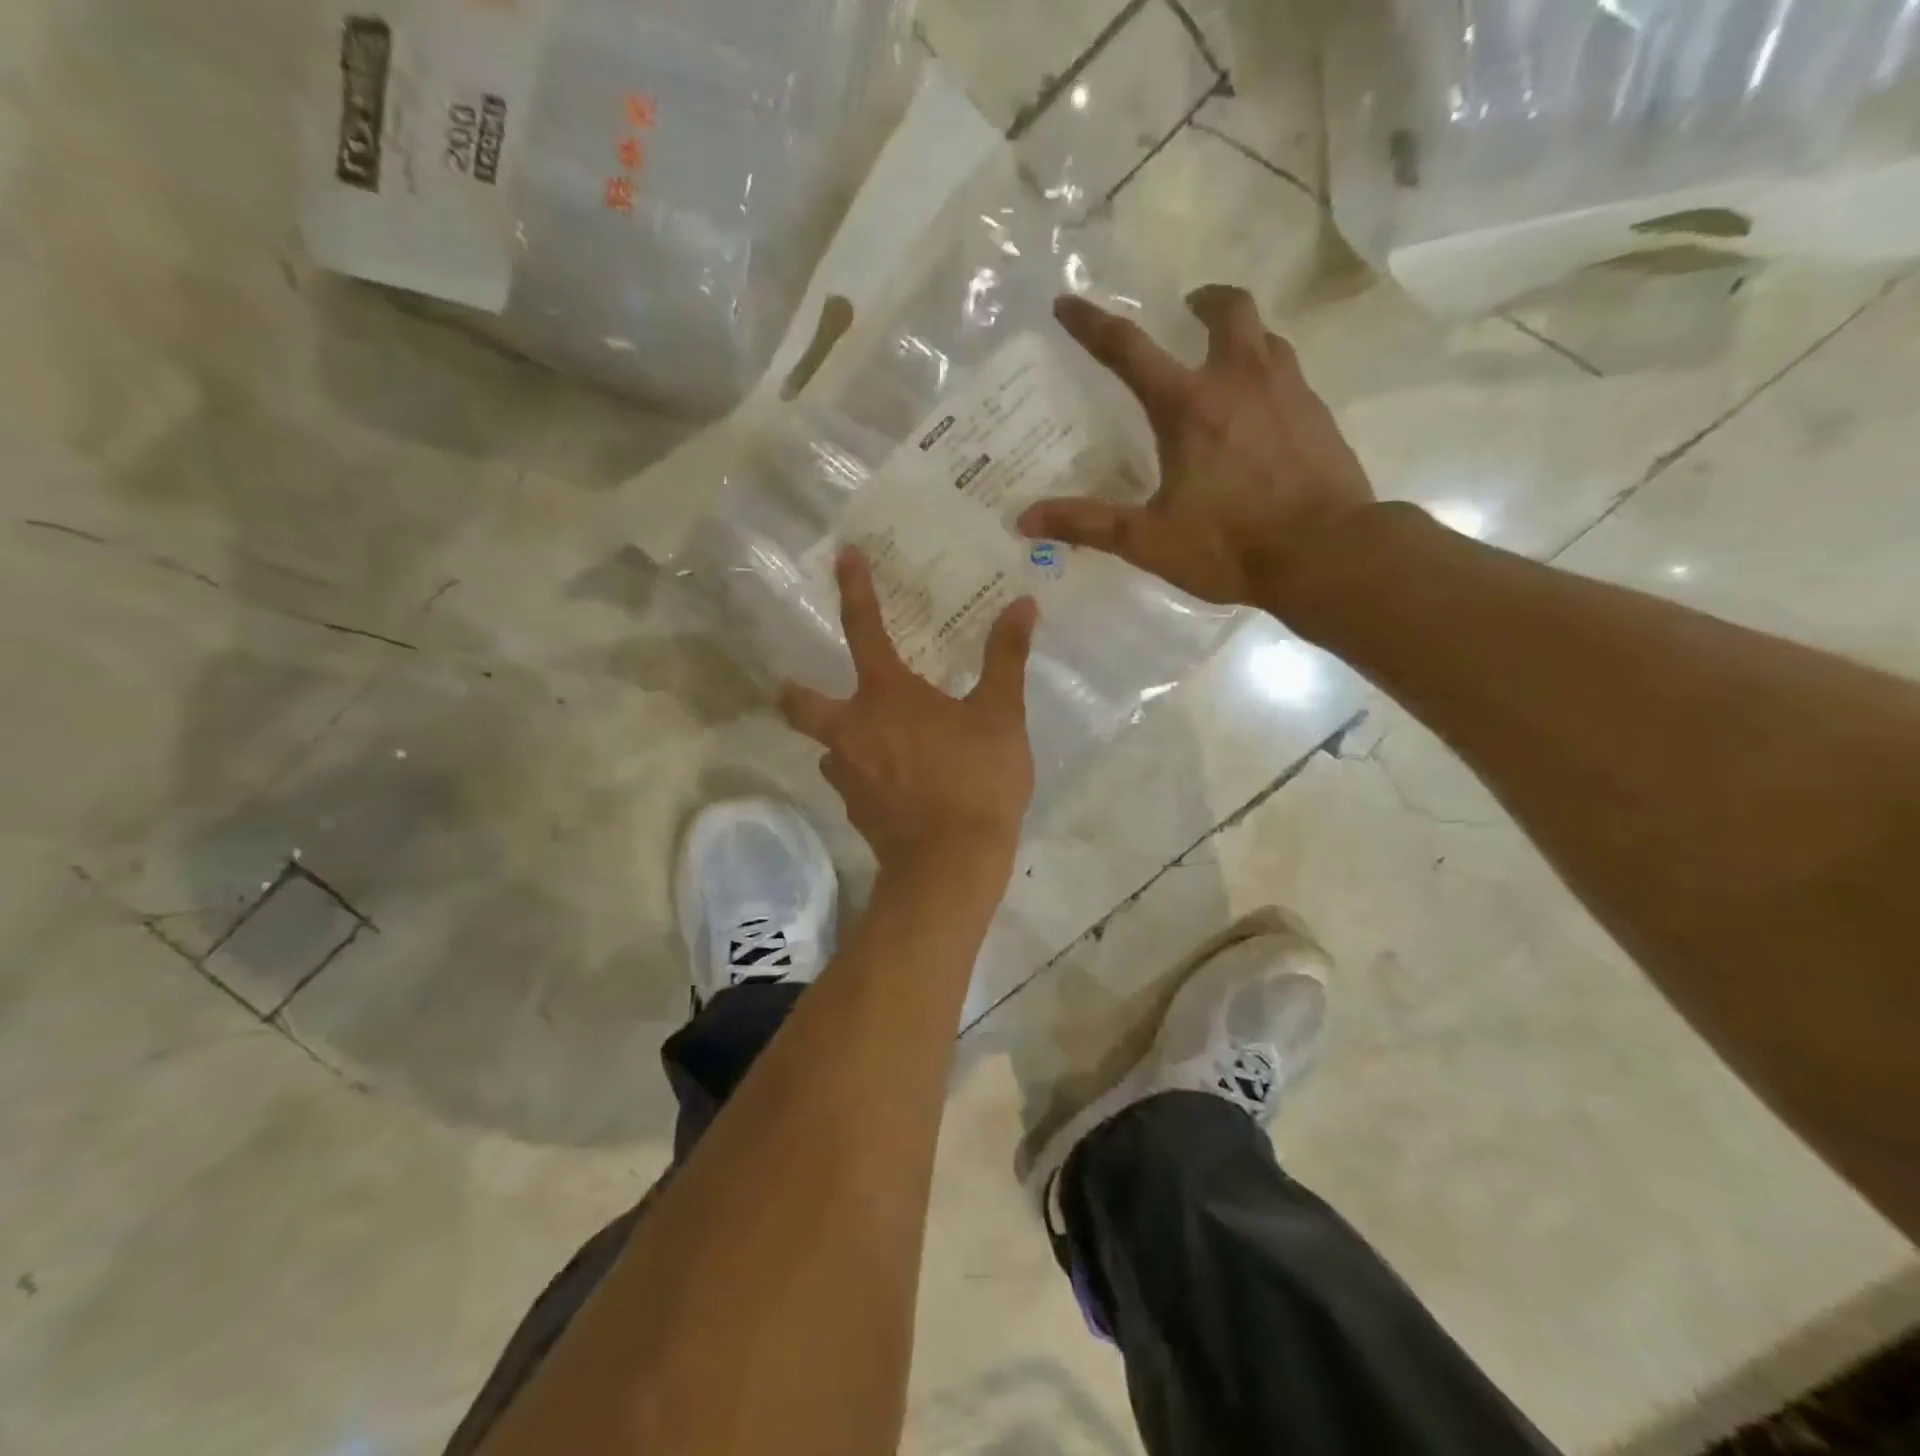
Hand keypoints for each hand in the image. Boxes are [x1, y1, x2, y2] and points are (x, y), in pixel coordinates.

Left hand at [780, 549, 1037, 874]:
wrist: (951, 864)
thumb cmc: (976, 780)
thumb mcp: (1001, 716)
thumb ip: (1006, 658)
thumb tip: (1023, 605)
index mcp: (886, 695)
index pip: (863, 628)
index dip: (854, 589)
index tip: (842, 556)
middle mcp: (853, 729)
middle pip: (800, 703)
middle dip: (795, 690)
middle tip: (803, 684)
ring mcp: (849, 775)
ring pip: (830, 746)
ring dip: (844, 738)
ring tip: (878, 742)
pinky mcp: (856, 811)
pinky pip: (853, 781)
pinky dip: (867, 774)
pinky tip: (896, 783)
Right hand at [1019, 286, 1376, 610]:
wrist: (1327, 554)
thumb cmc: (1231, 544)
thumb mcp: (1148, 540)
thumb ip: (1087, 524)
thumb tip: (1025, 518)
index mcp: (1188, 406)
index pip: (1129, 349)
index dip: (1093, 324)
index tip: (1068, 303)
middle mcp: (1239, 381)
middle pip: (1227, 310)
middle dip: (1202, 301)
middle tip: (1187, 309)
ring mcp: (1288, 392)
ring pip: (1266, 336)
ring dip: (1240, 334)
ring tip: (1225, 358)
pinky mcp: (1319, 414)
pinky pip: (1290, 373)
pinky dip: (1269, 374)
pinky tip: (1262, 409)